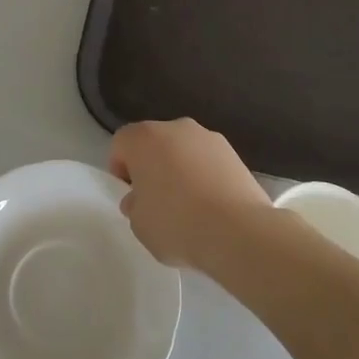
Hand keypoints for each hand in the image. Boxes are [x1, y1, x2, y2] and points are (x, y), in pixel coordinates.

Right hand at [108, 118, 271, 271]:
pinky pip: (208, 160)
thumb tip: (141, 198)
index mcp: (144, 138)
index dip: (121, 169)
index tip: (131, 195)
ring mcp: (207, 136)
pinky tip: (212, 205)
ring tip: (189, 206)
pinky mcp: (233, 151)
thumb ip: (134, 206)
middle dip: (152, 166)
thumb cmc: (177, 224)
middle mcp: (175, 127)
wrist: (238, 230)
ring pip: (183, 149)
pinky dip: (205, 175)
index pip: (122, 143)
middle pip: (154, 142)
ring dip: (180, 169)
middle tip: (157, 201)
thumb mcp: (139, 225)